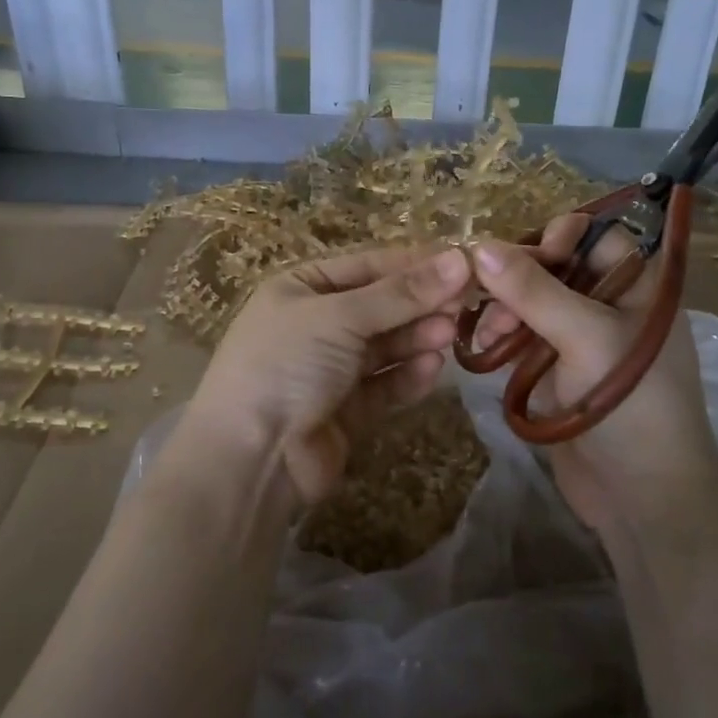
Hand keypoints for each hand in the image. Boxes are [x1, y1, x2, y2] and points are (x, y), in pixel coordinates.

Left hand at [184, 245, 471, 504]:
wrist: (250, 457)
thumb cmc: (286, 364)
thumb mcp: (339, 316)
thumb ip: (401, 293)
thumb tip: (460, 259)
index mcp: (301, 288)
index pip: (368, 266)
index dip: (415, 264)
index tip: (464, 263)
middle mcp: (314, 324)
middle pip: (380, 306)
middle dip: (420, 304)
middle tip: (466, 303)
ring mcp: (329, 370)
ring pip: (385, 347)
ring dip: (417, 338)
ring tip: (451, 333)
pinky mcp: (345, 411)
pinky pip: (383, 385)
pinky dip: (407, 376)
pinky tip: (434, 368)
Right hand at [470, 216, 717, 534]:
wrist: (642, 497)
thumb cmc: (629, 404)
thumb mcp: (585, 336)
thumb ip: (533, 289)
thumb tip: (478, 246)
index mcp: (641, 287)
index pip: (597, 237)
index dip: (560, 237)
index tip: (526, 257)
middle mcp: (613, 305)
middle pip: (557, 267)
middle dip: (519, 277)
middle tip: (487, 296)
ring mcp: (584, 339)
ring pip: (535, 301)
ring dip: (505, 309)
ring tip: (487, 335)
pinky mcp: (559, 369)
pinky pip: (525, 335)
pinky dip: (503, 336)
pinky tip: (483, 347)